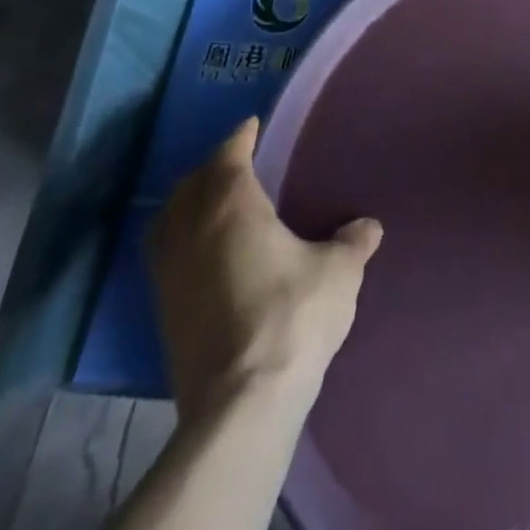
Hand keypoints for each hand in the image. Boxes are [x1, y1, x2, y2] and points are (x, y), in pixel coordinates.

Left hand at [148, 118, 382, 419]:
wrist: (241, 403)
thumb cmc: (293, 316)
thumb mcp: (339, 271)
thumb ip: (352, 241)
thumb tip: (366, 226)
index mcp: (232, 208)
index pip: (228, 157)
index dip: (240, 138)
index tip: (251, 126)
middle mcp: (192, 232)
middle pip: (190, 185)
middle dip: (211, 168)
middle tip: (237, 161)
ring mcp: (170, 275)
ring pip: (167, 222)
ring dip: (187, 203)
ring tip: (212, 203)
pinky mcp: (163, 313)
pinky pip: (164, 255)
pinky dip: (179, 239)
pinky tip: (203, 253)